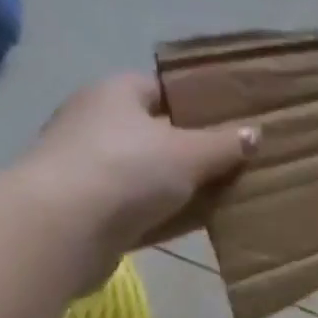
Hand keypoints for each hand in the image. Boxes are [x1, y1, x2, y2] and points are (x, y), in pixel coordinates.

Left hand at [17, 73, 257, 285]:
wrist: (62, 229)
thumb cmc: (127, 170)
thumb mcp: (190, 152)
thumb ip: (225, 143)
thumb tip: (255, 133)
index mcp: (115, 94)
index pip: (161, 88)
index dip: (196, 100)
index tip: (232, 117)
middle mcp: (97, 124)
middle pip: (156, 132)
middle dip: (194, 146)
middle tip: (237, 157)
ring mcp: (90, 170)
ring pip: (150, 173)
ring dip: (182, 184)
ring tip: (228, 191)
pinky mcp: (90, 212)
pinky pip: (141, 208)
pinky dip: (167, 214)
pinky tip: (200, 222)